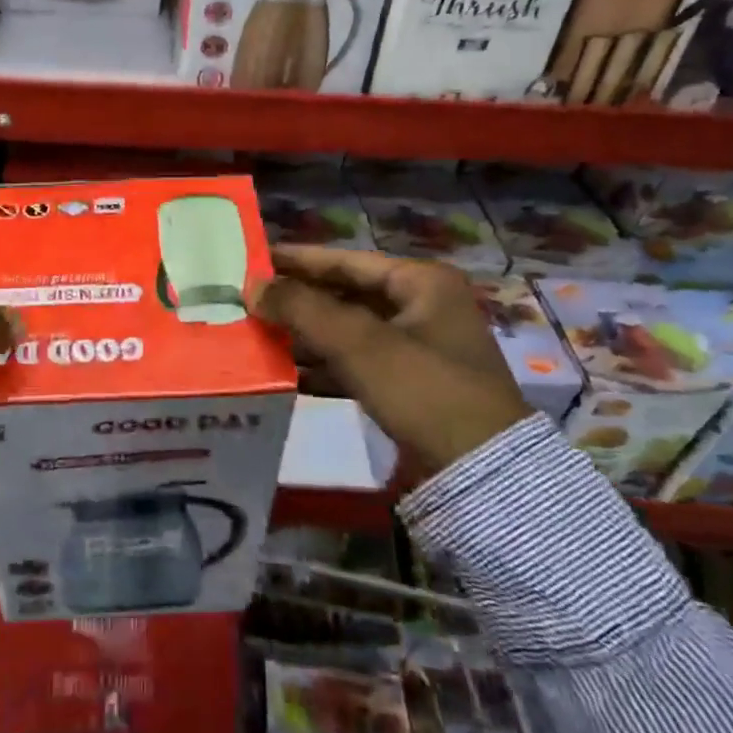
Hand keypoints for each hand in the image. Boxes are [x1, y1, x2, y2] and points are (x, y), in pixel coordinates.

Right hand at [254, 246, 530, 483]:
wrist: (482, 475)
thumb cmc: (424, 390)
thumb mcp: (360, 343)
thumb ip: (302, 309)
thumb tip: (251, 286)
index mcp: (421, 282)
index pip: (346, 260)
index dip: (298, 260)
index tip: (254, 258)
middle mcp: (421, 307)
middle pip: (345, 295)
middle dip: (298, 302)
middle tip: (249, 301)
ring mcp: (417, 349)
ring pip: (348, 332)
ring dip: (306, 336)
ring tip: (257, 336)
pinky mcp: (409, 386)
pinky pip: (356, 365)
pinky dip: (324, 368)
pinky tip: (286, 375)